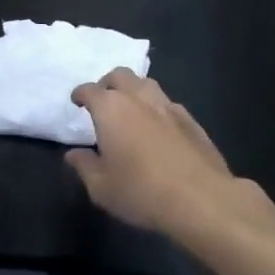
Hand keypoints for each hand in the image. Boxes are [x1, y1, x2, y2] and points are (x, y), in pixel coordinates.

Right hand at [67, 69, 240, 235]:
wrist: (201, 199)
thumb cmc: (141, 192)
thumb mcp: (101, 187)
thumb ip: (84, 166)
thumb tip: (74, 154)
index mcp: (111, 109)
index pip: (90, 90)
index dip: (80, 94)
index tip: (76, 102)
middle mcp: (139, 98)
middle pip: (120, 75)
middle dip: (107, 83)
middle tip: (102, 101)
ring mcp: (169, 106)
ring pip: (147, 84)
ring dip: (134, 91)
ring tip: (130, 110)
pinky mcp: (191, 120)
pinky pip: (167, 104)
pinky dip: (156, 108)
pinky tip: (157, 128)